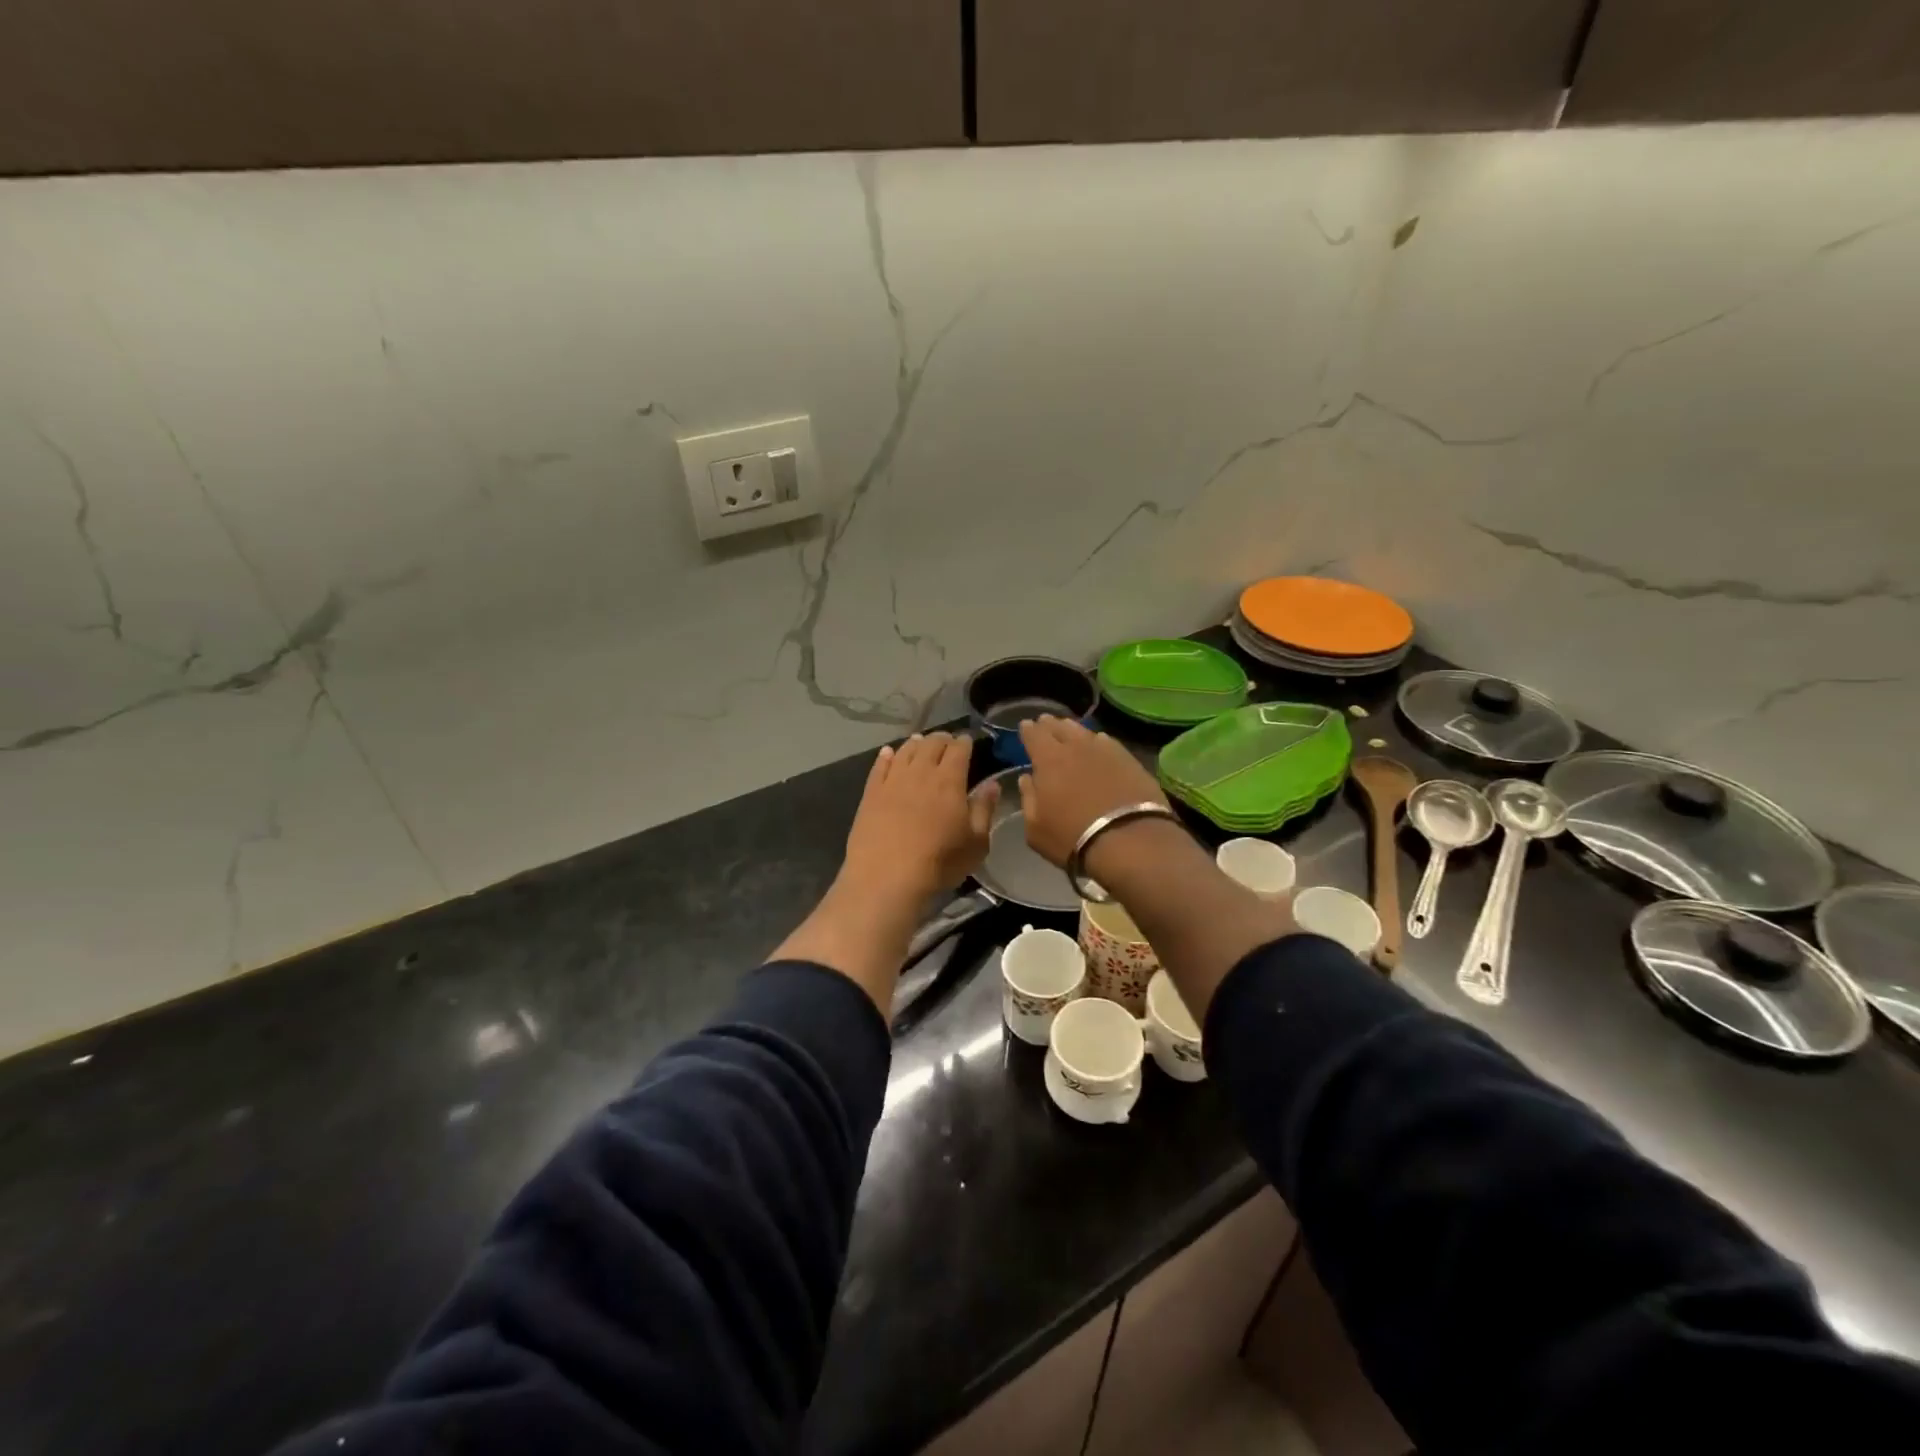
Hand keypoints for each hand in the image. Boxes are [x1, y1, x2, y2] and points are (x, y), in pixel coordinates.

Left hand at [842, 733, 997, 905]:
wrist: (886, 877)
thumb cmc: (939, 862)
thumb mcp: (976, 842)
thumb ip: (984, 809)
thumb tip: (993, 784)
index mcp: (949, 780)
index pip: (959, 749)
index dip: (964, 742)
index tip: (968, 741)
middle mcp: (921, 772)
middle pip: (931, 744)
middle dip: (942, 739)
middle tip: (946, 742)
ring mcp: (892, 780)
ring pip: (905, 750)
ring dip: (916, 744)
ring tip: (920, 743)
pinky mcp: (871, 793)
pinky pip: (879, 765)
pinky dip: (886, 756)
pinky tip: (888, 753)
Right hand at [1016, 716, 1167, 867]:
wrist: (1130, 841)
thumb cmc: (1073, 838)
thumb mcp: (1036, 828)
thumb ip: (1028, 799)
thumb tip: (1027, 779)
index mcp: (1048, 760)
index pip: (1034, 734)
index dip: (1028, 729)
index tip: (1025, 726)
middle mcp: (1076, 747)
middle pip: (1060, 727)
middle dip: (1049, 725)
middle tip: (1045, 723)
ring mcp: (1106, 750)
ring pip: (1085, 731)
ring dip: (1073, 729)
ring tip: (1069, 730)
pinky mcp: (1129, 760)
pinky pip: (1108, 742)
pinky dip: (1098, 741)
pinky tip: (1099, 744)